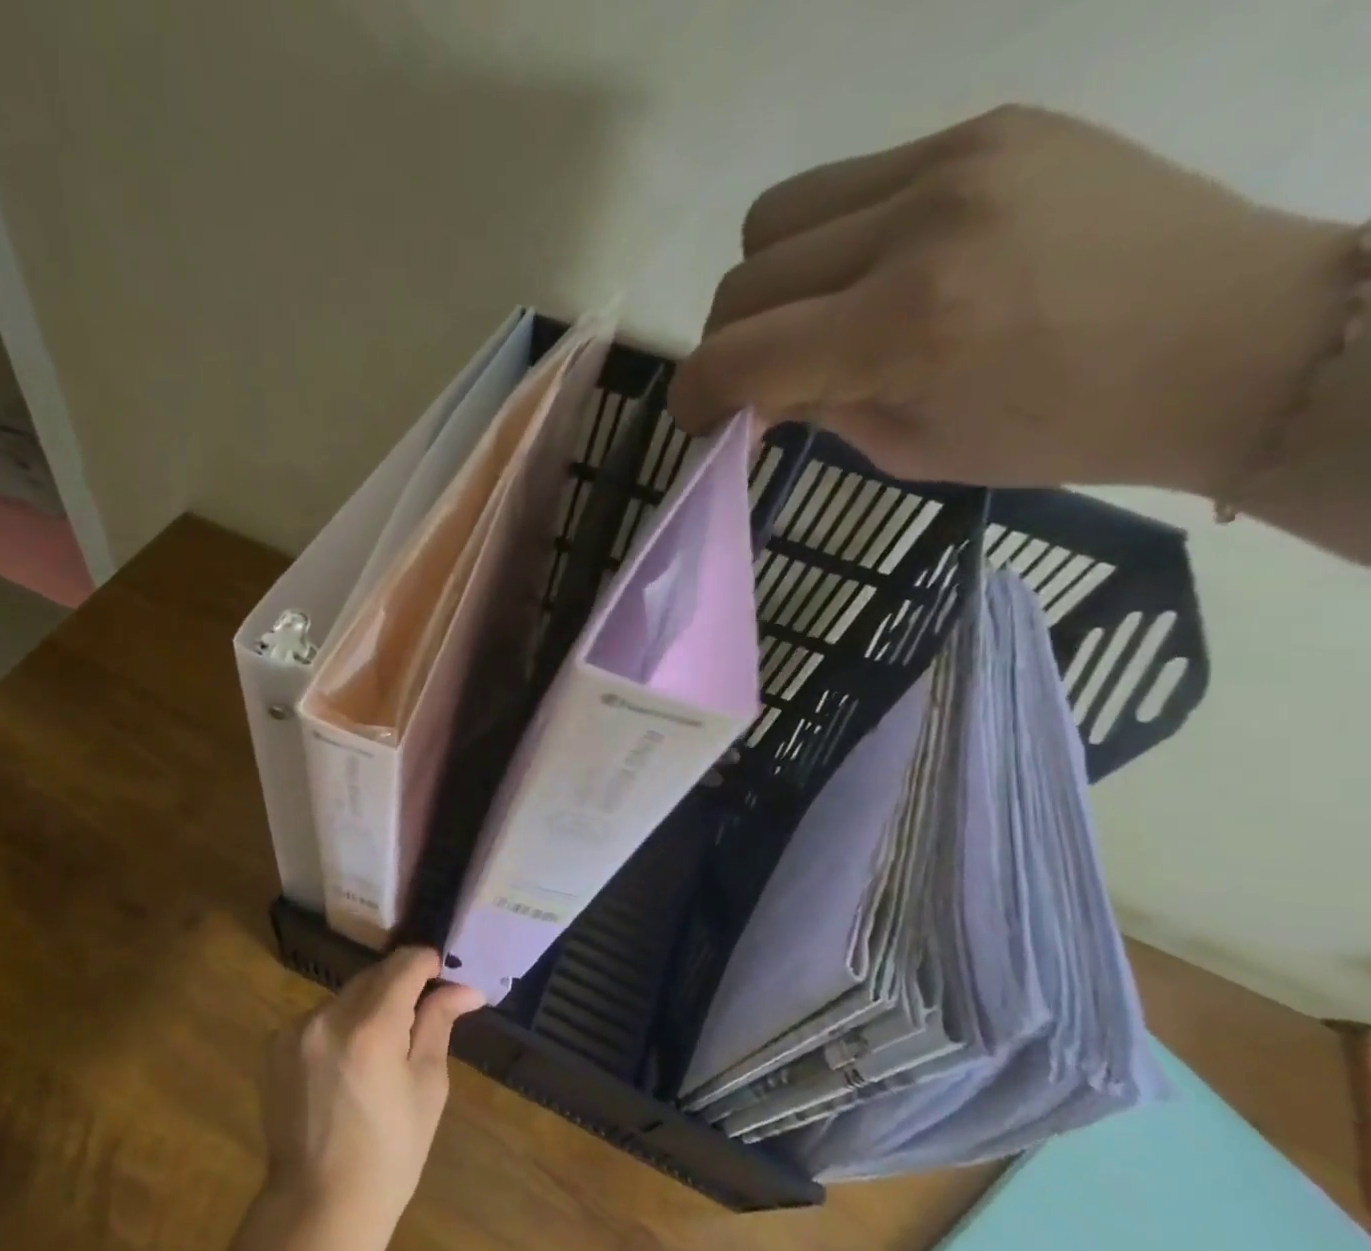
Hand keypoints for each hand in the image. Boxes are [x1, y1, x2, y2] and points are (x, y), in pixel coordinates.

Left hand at [262, 947, 482, 1239]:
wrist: (319, 1205)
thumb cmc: (390, 1154)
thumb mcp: (427, 1089)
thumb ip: (438, 1025)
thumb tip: (465, 989)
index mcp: (371, 1029)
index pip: (402, 966)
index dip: (425, 962)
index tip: (441, 971)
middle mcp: (327, 1017)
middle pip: (371, 977)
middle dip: (398, 985)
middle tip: (420, 1011)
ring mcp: (295, 1030)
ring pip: (343, 997)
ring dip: (366, 1006)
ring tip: (381, 1048)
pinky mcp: (274, 1045)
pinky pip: (318, 1019)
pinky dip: (338, 1027)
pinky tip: (346, 1063)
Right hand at [669, 105, 1351, 494]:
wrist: (1232, 339)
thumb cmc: (1062, 429)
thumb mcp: (910, 448)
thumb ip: (814, 410)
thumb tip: (749, 394)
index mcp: (904, 327)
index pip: (737, 355)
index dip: (693, 396)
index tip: (699, 421)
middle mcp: (918, 223)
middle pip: (744, 278)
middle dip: (728, 343)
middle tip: (759, 379)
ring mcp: (956, 158)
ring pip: (778, 214)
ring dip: (768, 279)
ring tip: (811, 315)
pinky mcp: (989, 125)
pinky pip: (851, 179)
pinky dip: (831, 236)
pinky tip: (874, 269)